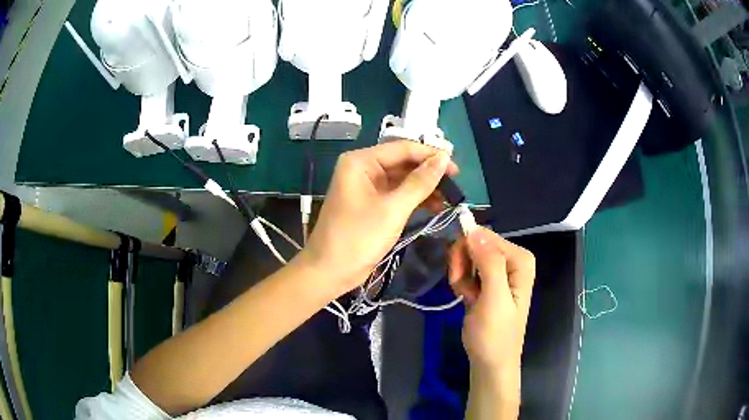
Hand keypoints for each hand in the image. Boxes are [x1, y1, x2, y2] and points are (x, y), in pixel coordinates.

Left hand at [301, 141, 458, 294]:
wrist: (330, 271)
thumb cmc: (358, 238)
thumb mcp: (393, 209)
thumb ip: (420, 182)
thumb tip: (444, 158)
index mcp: (361, 161)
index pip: (403, 149)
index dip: (431, 155)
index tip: (457, 167)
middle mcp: (364, 169)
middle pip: (404, 163)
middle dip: (430, 173)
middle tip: (456, 184)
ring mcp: (368, 187)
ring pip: (403, 180)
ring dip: (426, 188)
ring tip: (451, 197)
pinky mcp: (373, 204)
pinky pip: (398, 195)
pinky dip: (416, 200)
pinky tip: (436, 207)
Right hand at [448, 228, 535, 383]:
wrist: (490, 362)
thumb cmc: (495, 334)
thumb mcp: (494, 298)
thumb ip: (489, 262)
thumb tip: (474, 229)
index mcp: (520, 260)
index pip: (485, 237)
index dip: (467, 252)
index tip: (458, 275)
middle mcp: (512, 260)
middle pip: (476, 244)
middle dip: (463, 265)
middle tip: (461, 288)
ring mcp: (500, 270)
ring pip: (468, 256)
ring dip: (461, 276)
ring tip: (466, 297)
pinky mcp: (488, 281)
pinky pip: (467, 269)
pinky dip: (462, 283)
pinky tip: (467, 298)